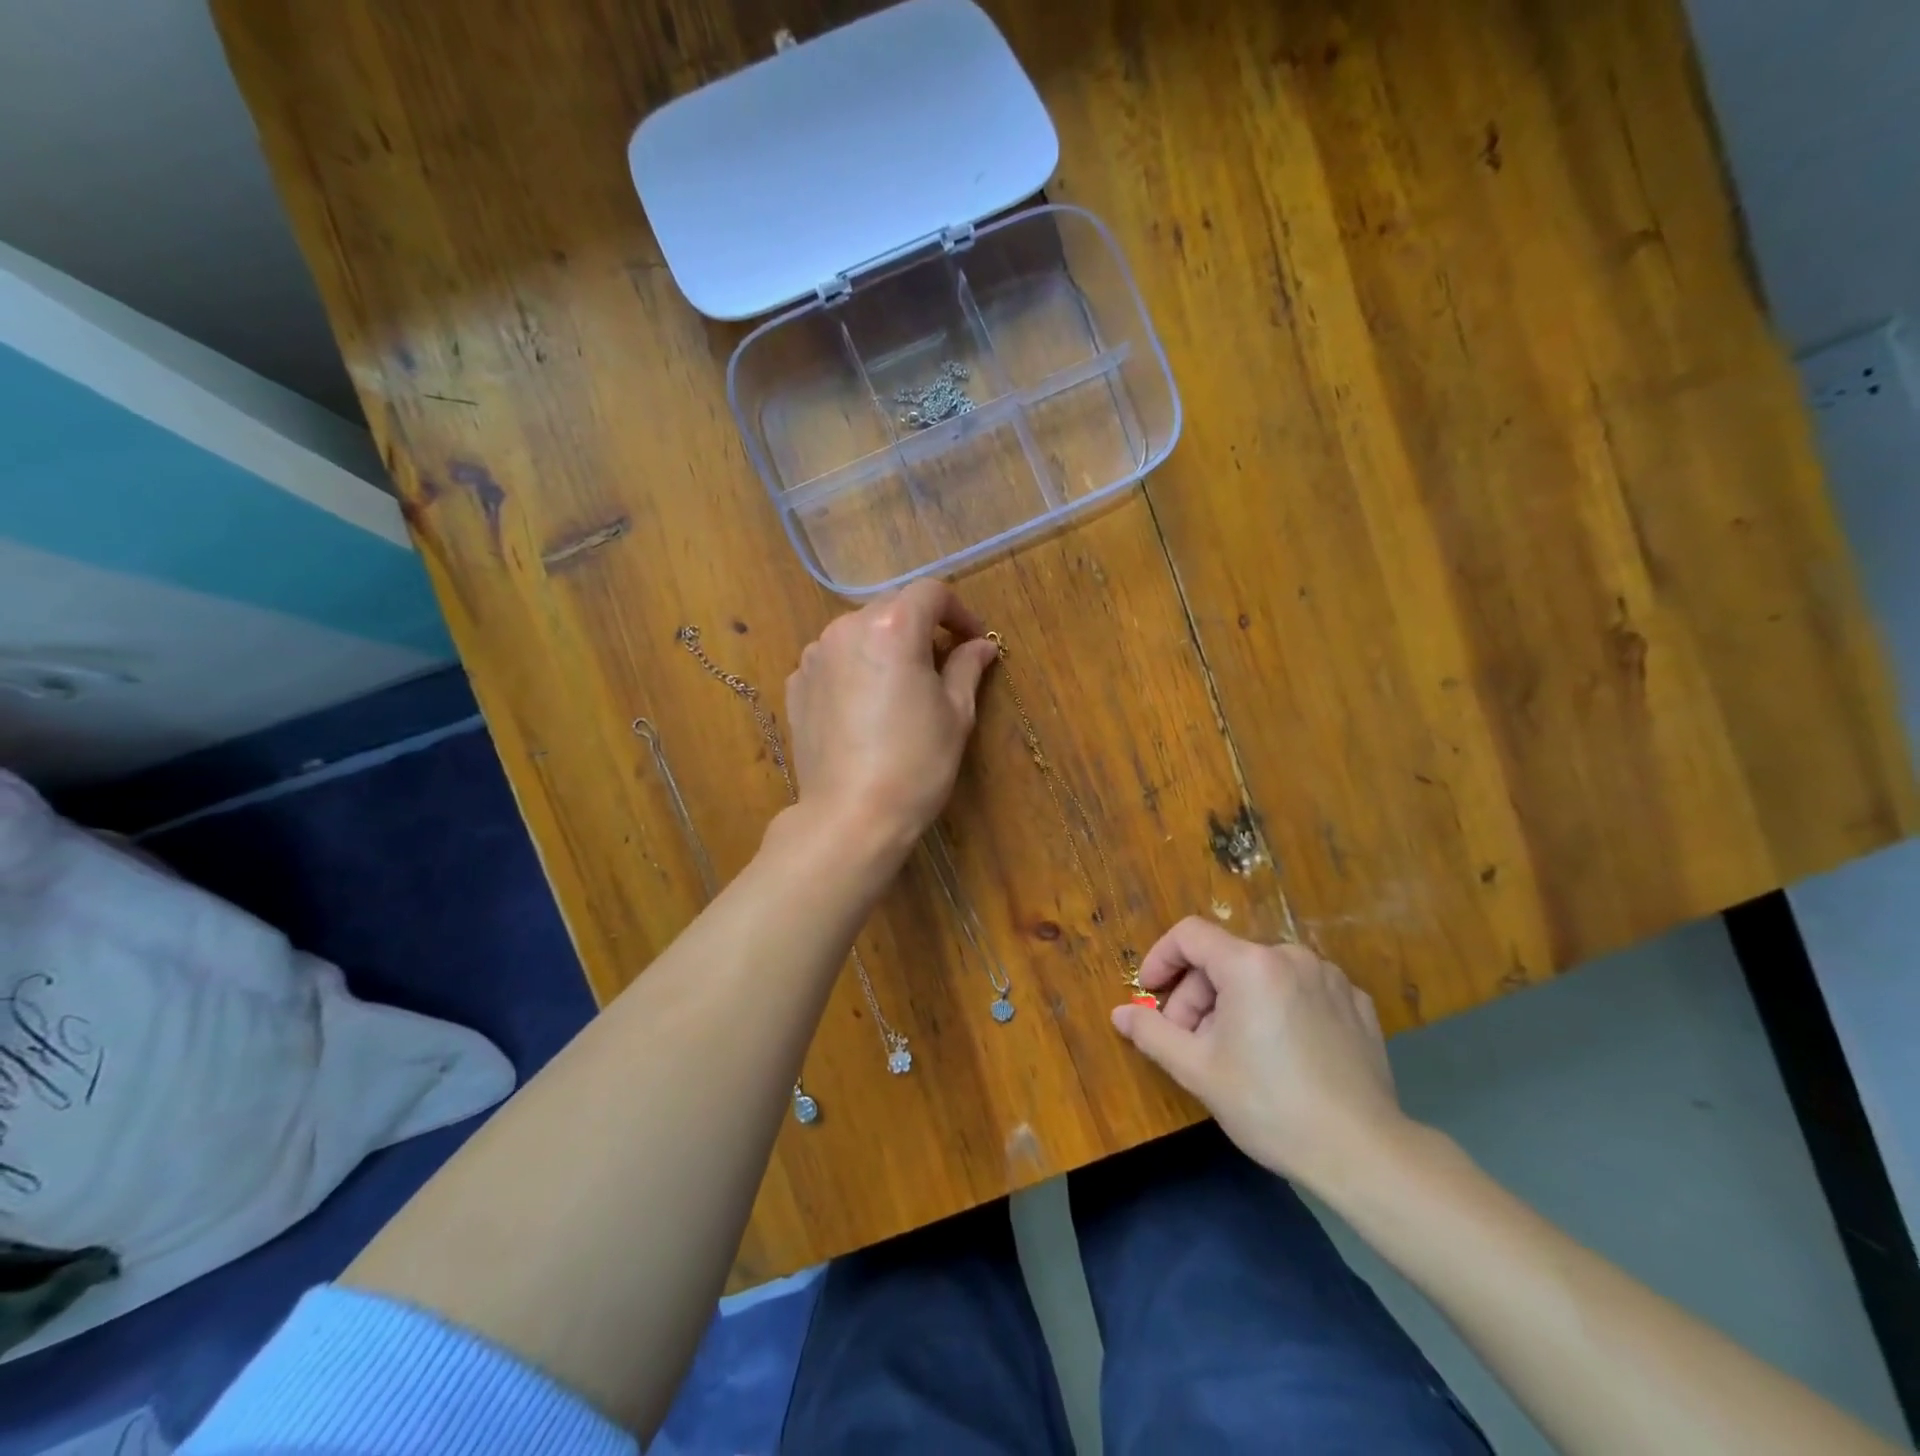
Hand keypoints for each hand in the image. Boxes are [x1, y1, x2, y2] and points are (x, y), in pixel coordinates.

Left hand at [783, 579, 998, 860]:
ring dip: (885, 647)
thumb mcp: (955, 714)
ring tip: (901, 688)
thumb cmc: (916, 763)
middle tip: (942, 667)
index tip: (972, 641)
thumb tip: (980, 646)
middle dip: (921, 628)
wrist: (850, 816)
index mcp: (891, 627)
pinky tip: (866, 708)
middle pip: (892, 608)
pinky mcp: (797, 685)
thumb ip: (967, 667)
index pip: (930, 592)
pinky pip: (834, 661)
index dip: (959, 612)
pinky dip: (855, 669)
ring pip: (859, 634)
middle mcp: (845, 628)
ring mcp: (814, 656)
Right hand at [1111, 918, 1413, 1191]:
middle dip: (1197, 996)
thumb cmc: (1269, 1105)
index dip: (1161, 959)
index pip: (1189, 935)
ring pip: (1261, 976)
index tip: (1150, 994)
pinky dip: (1277, 1009)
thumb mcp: (1197, 1070)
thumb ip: (1152, 1032)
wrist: (1364, 1153)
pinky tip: (1281, 1054)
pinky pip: (1299, 991)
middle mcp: (1292, 957)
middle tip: (1190, 1043)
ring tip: (1235, 1053)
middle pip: (1225, 959)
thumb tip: (1120, 1013)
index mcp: (1250, 965)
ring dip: (1235, 1004)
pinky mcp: (1357, 1004)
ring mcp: (1330, 978)